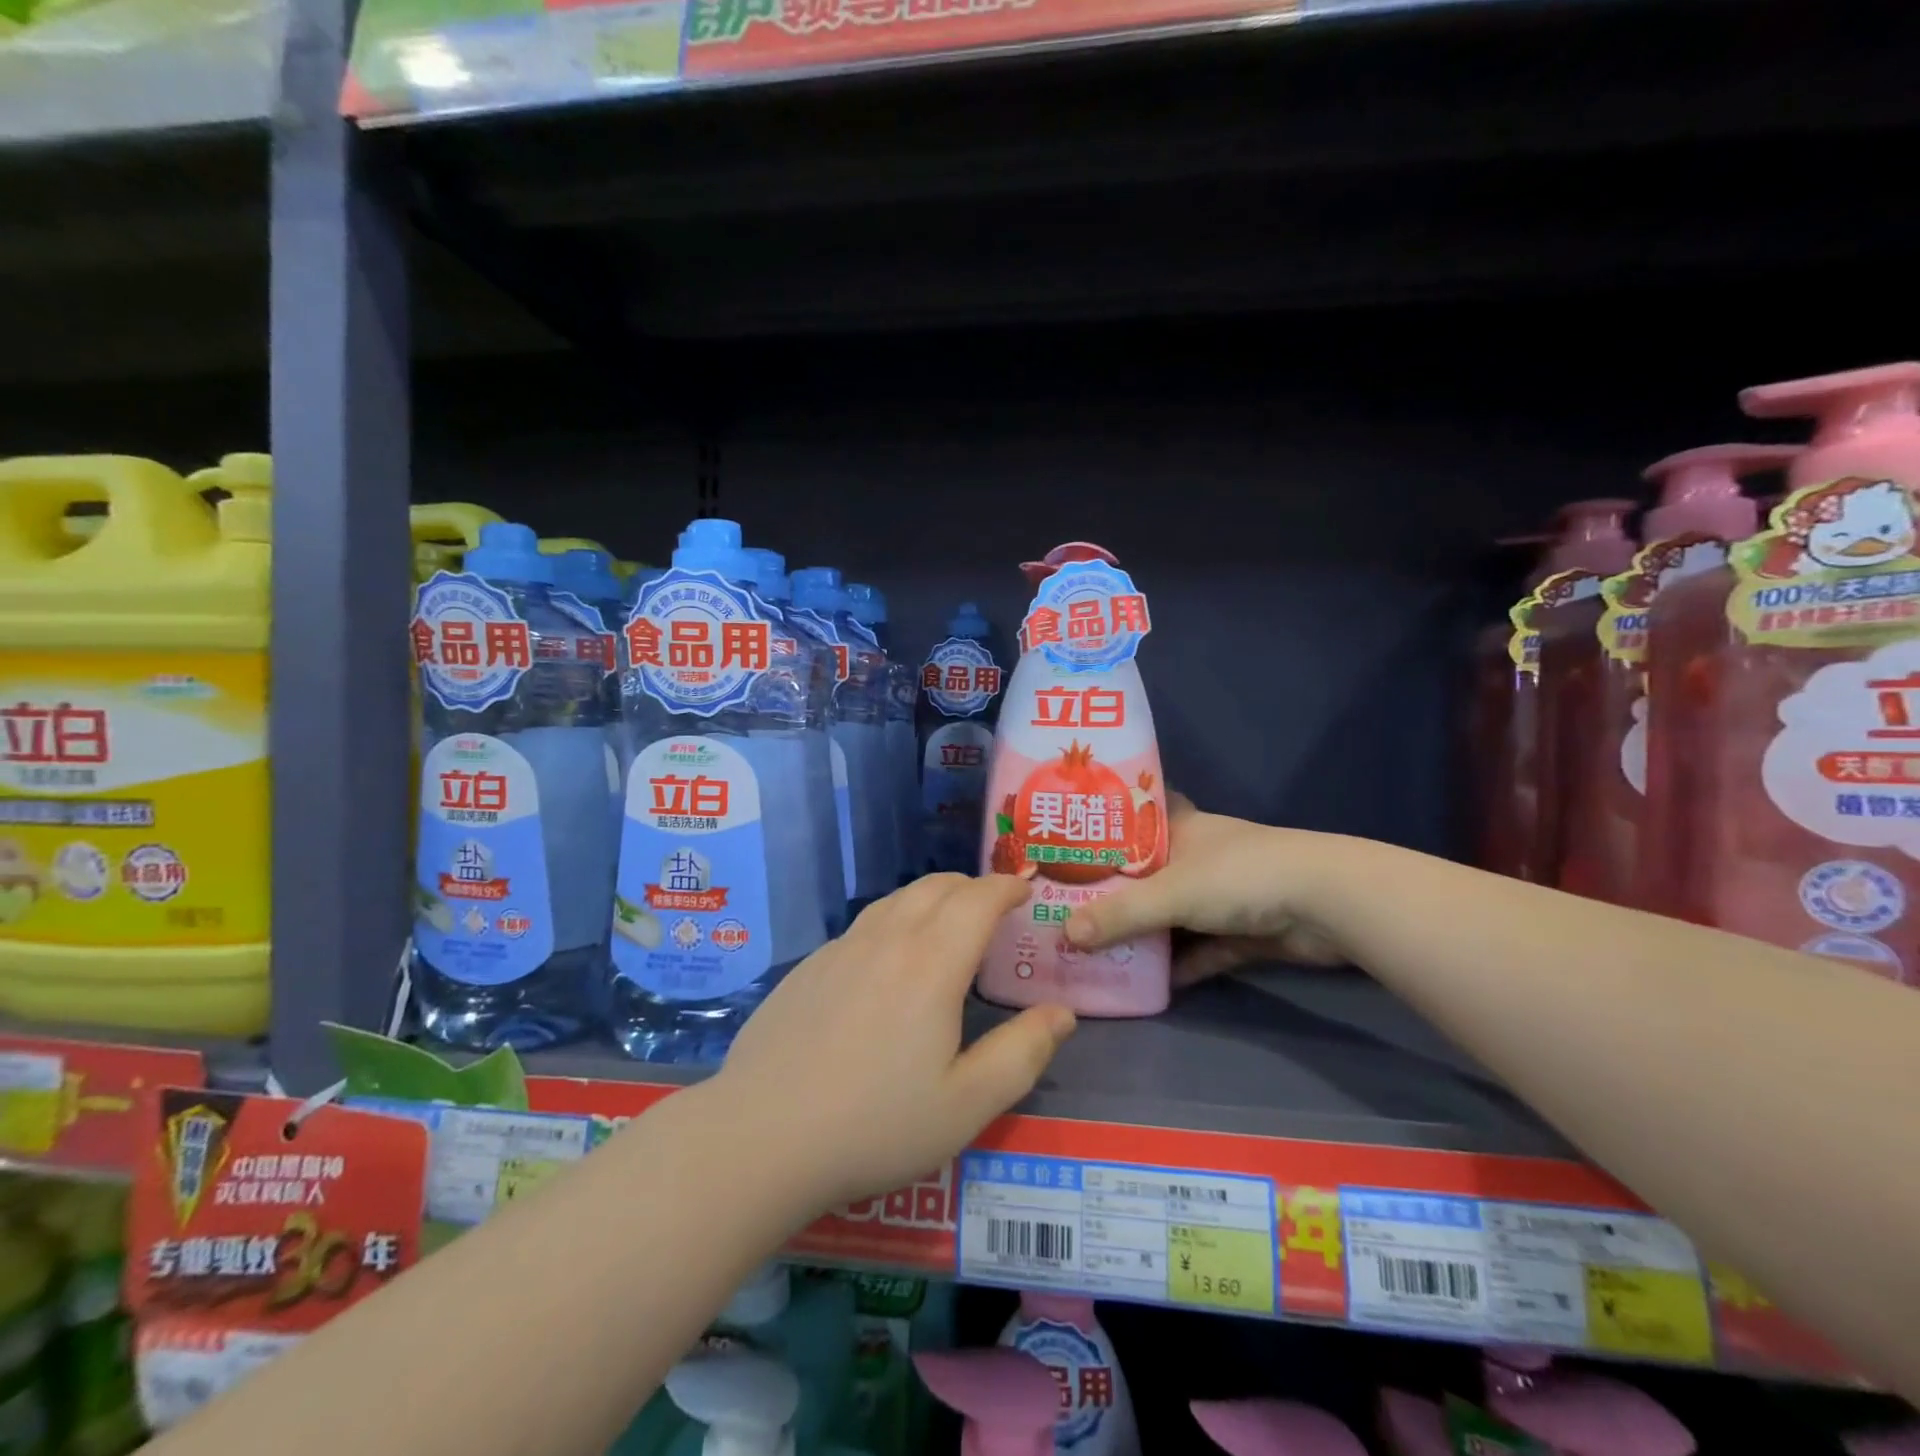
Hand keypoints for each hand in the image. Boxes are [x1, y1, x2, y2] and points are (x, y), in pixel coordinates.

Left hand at [713, 874, 1076, 1210]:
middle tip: (991, 906)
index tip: (1023, 891)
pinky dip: (893, 920)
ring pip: (895, 900)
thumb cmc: (875, 1125)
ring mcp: (841, 949)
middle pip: (935, 887)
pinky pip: (863, 925)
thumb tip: (1061, 1013)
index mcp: (931, 964)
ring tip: (945, 921)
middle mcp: (886, 940)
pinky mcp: (809, 968)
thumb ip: (1022, 1054)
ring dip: (930, 897)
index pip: (977, 900)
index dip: (1005, 887)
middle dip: (971, 886)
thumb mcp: (967, 1105)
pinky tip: (887, 957)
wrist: (761, 1136)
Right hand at [1064, 795, 1346, 984]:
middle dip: (1112, 893)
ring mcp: (1222, 896)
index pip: (1133, 820)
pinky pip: (1200, 950)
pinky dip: (1179, 965)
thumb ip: (1119, 915)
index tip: (1066, 844)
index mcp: (1180, 829)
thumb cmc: (1239, 875)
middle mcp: (1198, 858)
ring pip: (1171, 915)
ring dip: (1143, 933)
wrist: (1327, 904)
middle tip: (1065, 908)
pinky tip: (1146, 984)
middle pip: (1146, 875)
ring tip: (1093, 949)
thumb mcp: (1171, 893)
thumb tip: (1064, 935)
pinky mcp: (1242, 932)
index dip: (1103, 830)